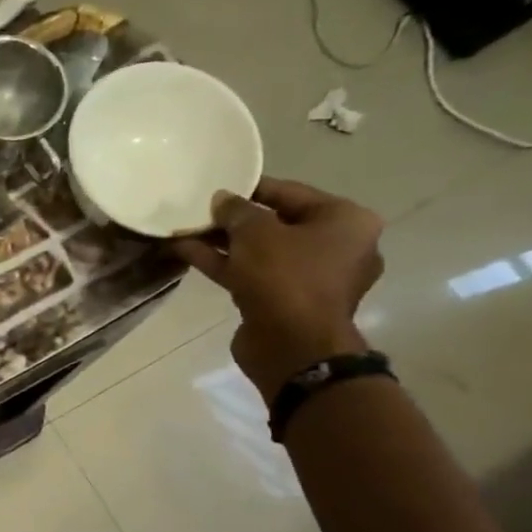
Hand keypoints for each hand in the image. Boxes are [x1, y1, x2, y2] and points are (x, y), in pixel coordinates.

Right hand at [174, 177, 384, 396]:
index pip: (292, 193)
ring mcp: (311, 278)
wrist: (292, 345)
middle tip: (199, 211)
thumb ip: (237, 211)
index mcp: (346, 221)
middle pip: (277, 223)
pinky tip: (188, 253)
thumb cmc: (286, 278)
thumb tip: (222, 199)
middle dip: (234, 219)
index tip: (218, 185)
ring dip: (223, 242)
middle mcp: (337, 246)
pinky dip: (225, 264)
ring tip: (185, 231)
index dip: (251, 188)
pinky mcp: (285, 302)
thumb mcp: (256, 233)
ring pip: (261, 251)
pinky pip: (253, 274)